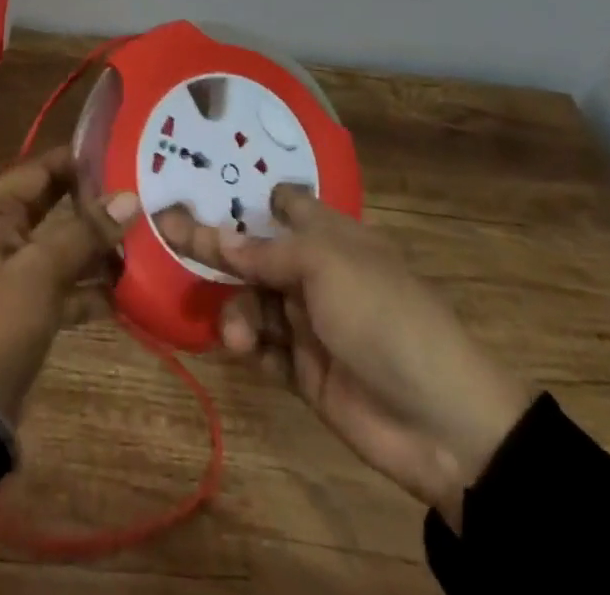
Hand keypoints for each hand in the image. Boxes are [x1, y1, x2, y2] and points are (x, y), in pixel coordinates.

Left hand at [0, 146, 138, 419]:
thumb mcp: (42, 271)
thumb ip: (86, 233)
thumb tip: (130, 198)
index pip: (40, 170)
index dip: (79, 162)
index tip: (123, 156)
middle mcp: (0, 232)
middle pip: (53, 206)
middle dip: (94, 206)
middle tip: (142, 197)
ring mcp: (13, 270)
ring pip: (61, 245)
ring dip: (97, 249)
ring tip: (145, 244)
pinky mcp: (26, 305)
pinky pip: (63, 283)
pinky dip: (89, 287)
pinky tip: (128, 292)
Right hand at [157, 187, 531, 525]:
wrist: (441, 424)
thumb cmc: (384, 316)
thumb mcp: (327, 267)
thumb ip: (268, 252)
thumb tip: (220, 236)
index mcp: (332, 236)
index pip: (287, 204)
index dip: (249, 195)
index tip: (203, 185)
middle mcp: (316, 273)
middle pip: (255, 252)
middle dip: (216, 245)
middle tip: (168, 228)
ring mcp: (309, 322)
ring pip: (252, 299)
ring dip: (237, 309)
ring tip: (238, 334)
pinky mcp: (303, 370)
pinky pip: (262, 347)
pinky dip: (247, 345)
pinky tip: (242, 348)